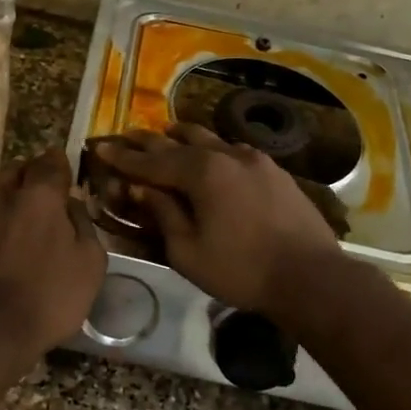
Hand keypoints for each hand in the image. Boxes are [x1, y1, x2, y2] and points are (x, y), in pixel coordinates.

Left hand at [0, 148, 106, 365]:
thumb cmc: (49, 299)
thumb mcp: (90, 266)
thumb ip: (84, 226)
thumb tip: (72, 204)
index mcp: (44, 198)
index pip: (53, 163)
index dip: (60, 163)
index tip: (65, 168)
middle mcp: (8, 195)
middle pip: (22, 169)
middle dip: (34, 171)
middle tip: (44, 183)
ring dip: (9, 183)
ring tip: (17, 188)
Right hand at [92, 126, 341, 315]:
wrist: (310, 277)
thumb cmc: (241, 270)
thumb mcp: (187, 251)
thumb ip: (163, 213)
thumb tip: (141, 189)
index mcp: (202, 173)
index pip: (151, 162)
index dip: (123, 157)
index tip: (100, 147)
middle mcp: (227, 155)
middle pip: (179, 142)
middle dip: (149, 141)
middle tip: (126, 136)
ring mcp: (255, 160)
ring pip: (210, 139)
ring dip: (183, 137)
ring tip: (167, 132)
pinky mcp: (274, 171)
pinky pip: (234, 150)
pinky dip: (213, 148)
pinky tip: (213, 154)